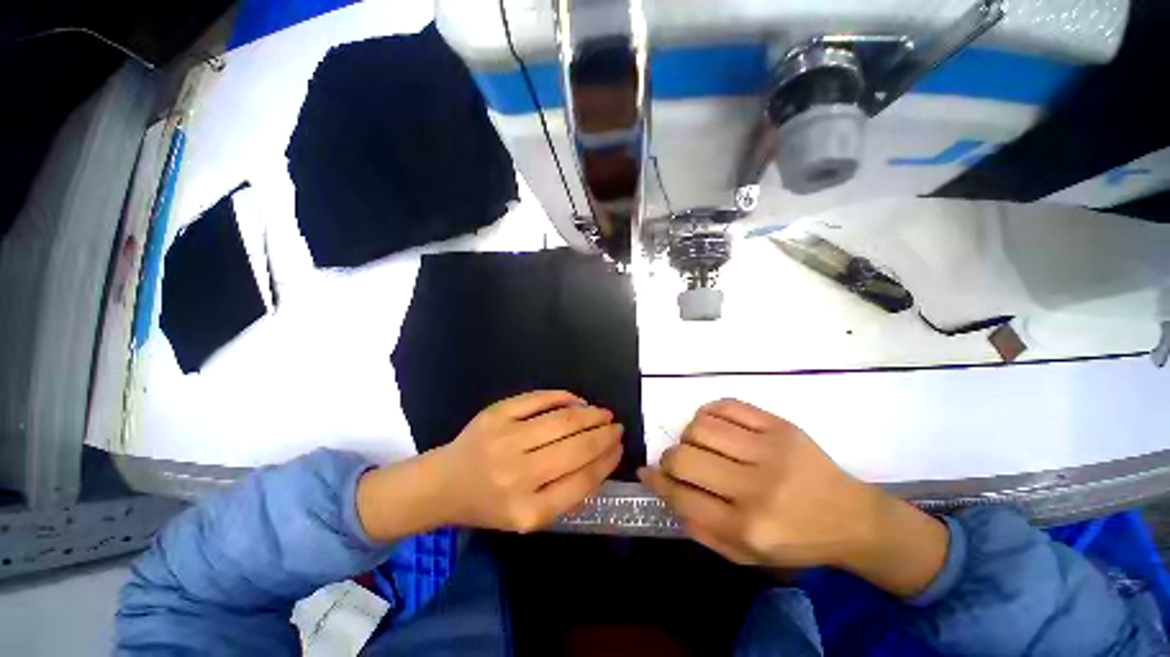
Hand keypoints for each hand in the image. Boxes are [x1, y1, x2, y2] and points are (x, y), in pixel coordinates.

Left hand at [433, 390, 622, 531]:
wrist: (444, 484)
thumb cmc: (489, 504)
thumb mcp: (528, 516)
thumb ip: (566, 493)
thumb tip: (601, 457)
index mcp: (528, 511)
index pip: (583, 481)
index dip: (608, 461)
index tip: (620, 447)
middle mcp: (517, 476)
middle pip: (576, 448)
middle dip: (604, 434)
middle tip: (616, 426)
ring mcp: (505, 440)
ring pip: (562, 420)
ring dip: (589, 414)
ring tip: (602, 413)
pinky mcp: (496, 414)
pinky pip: (539, 399)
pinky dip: (563, 397)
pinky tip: (576, 400)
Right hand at [638, 399, 947, 597]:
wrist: (851, 518)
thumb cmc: (794, 541)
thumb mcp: (744, 554)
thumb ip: (697, 525)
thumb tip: (659, 484)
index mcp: (748, 527)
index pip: (682, 497)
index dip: (656, 482)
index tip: (647, 473)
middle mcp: (756, 487)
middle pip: (684, 457)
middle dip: (668, 459)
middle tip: (676, 462)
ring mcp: (770, 450)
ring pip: (701, 426)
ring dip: (688, 435)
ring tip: (699, 445)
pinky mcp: (780, 425)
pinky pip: (726, 405)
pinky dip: (709, 412)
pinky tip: (714, 425)